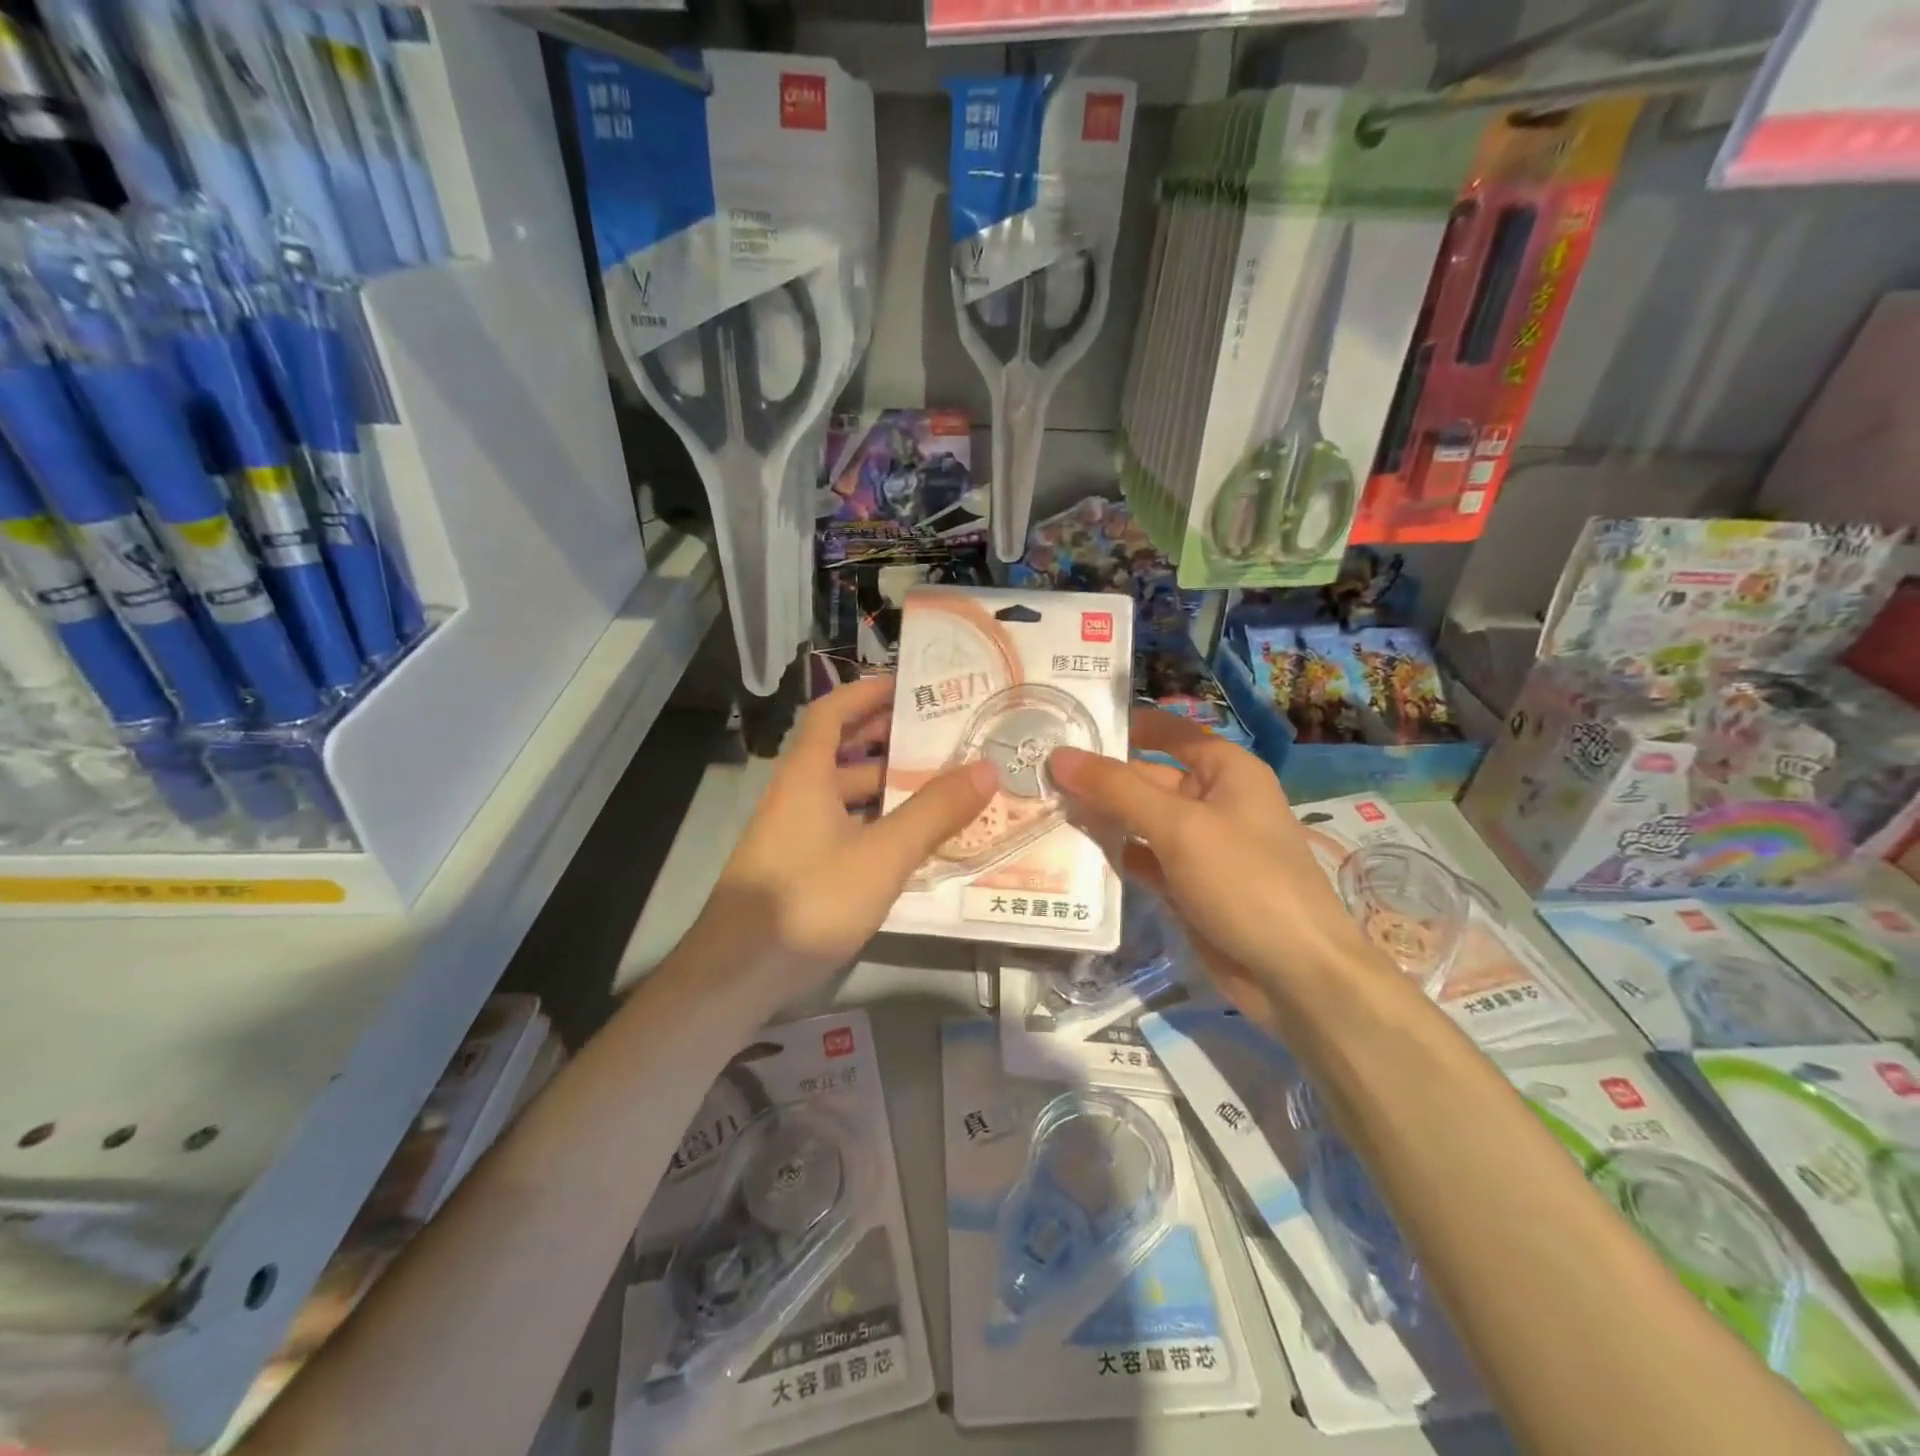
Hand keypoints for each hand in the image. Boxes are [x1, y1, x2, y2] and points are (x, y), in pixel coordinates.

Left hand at [699, 675, 996, 1001]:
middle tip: (940, 735)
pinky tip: (912, 843)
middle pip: (841, 752)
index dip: (865, 693)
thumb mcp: (882, 854)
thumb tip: (987, 767)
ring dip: (887, 787)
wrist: (737, 975)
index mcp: (806, 776)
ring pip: (846, 797)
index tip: (906, 684)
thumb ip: (935, 812)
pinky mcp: (800, 871)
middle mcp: (797, 797)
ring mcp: (795, 836)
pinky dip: (877, 826)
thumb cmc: (809, 899)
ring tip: (941, 786)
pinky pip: (846, 831)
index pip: (831, 713)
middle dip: (886, 739)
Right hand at [1049, 709, 1389, 1025]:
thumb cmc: (1245, 881)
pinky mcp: (1186, 884)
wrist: (1295, 975)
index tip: (1064, 724)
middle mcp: (1212, 800)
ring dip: (1099, 817)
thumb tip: (1059, 755)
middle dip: (1098, 778)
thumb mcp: (1179, 827)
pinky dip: (1113, 855)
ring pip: (1139, 820)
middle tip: (1035, 775)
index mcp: (1225, 770)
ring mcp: (1199, 845)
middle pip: (1145, 777)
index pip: (1165, 731)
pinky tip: (1070, 853)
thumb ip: (1116, 789)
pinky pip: (1142, 858)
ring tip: (1040, 809)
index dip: (1119, 725)